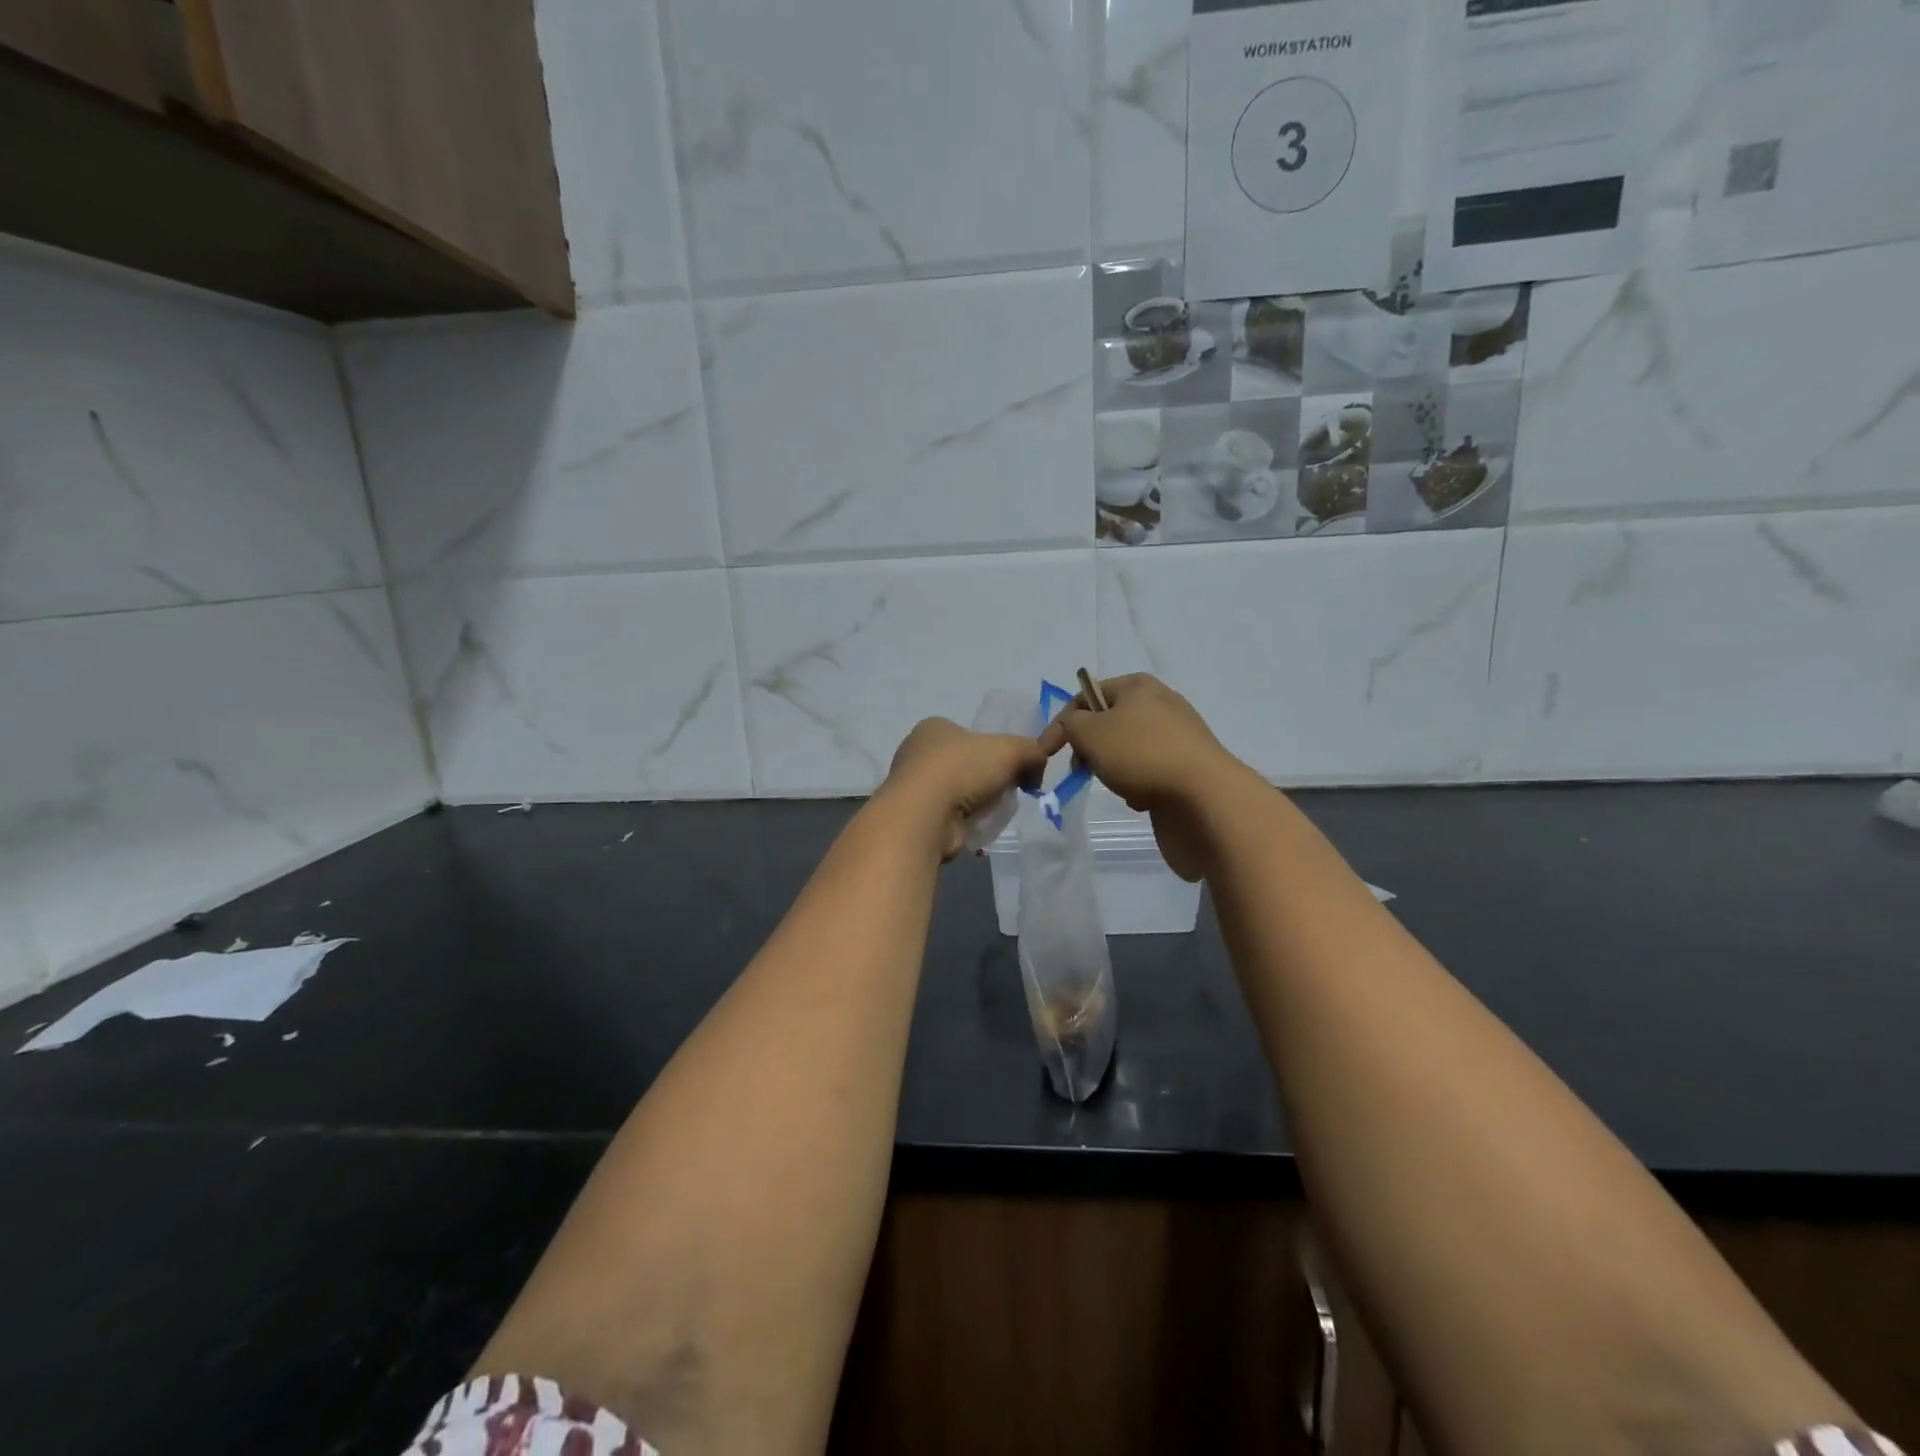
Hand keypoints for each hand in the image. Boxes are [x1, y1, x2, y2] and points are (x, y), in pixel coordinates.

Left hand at [880, 717, 1047, 860]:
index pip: (968, 735)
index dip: (992, 751)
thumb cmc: (963, 769)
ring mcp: (911, 787)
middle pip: (963, 765)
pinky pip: (946, 816)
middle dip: (985, 780)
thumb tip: (1037, 770)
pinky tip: (972, 827)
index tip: (1010, 768)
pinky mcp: (913, 817)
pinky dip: (962, 822)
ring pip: (955, 792)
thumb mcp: (1011, 749)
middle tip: (1003, 793)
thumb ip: (1032, 752)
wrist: (925, 815)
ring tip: (989, 813)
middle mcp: (916, 753)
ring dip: (974, 803)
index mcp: (934, 727)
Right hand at [1037, 674, 1248, 881]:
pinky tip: (1142, 798)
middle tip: (1082, 769)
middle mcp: (1160, 704)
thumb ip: (1071, 724)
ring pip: (1126, 751)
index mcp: (1137, 686)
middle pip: (1107, 723)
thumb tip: (1075, 726)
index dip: (1062, 723)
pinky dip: (1138, 785)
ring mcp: (1177, 737)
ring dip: (1114, 769)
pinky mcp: (1187, 767)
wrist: (1205, 797)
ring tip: (1120, 785)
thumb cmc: (1141, 755)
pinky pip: (1148, 773)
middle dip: (1090, 748)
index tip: (1046, 754)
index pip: (1085, 695)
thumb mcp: (1090, 732)